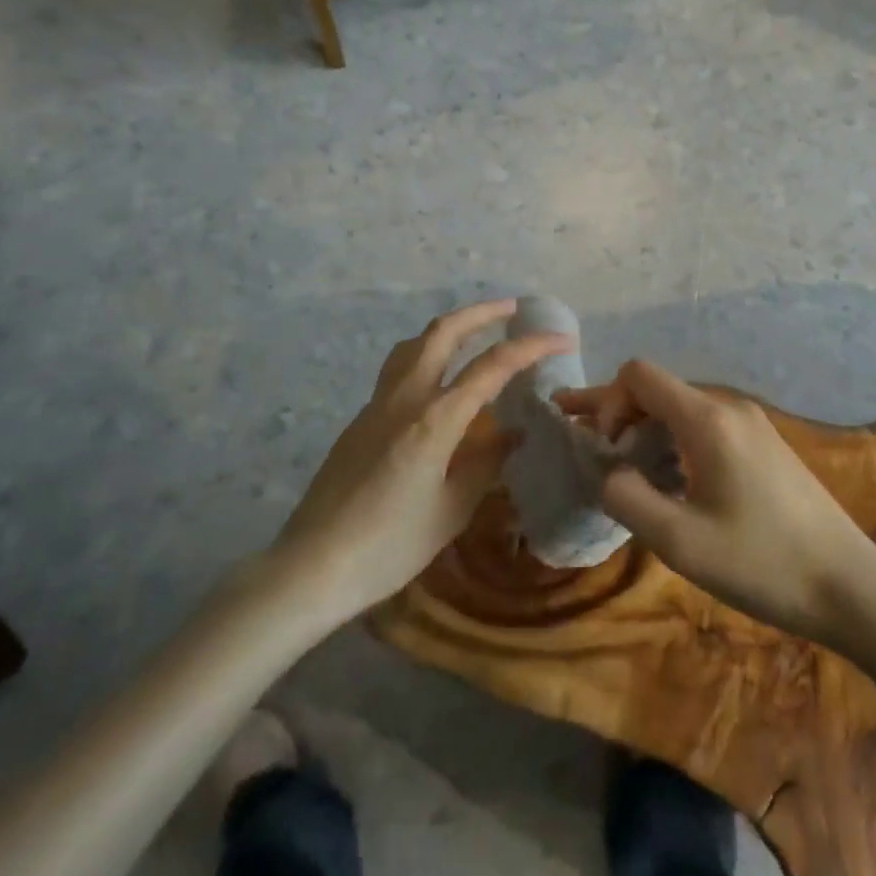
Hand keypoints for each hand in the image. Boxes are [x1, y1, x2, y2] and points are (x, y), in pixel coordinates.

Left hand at [272, 298, 571, 619]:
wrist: (313, 565)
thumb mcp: (451, 510)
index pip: (492, 367)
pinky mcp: (361, 419)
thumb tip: (514, 435)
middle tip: (514, 309)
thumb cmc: (390, 546)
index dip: (531, 348)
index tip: (562, 339)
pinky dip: (428, 355)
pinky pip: (399, 369)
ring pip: (414, 344)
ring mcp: (377, 404)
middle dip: (482, 313)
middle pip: (443, 332)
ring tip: (476, 331)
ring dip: (449, 328)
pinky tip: (440, 379)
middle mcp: (405, 398)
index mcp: (434, 419)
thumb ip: (486, 464)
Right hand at [558, 360, 875, 644]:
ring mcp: (751, 425)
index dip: (607, 402)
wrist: (850, 587)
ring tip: (618, 463)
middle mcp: (728, 407)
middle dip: (615, 412)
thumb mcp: (678, 541)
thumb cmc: (761, 563)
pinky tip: (664, 477)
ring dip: (643, 430)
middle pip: (657, 389)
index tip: (605, 449)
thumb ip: (626, 498)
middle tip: (580, 437)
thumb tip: (608, 473)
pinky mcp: (763, 446)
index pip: (638, 375)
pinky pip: (704, 427)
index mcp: (707, 419)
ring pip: (680, 409)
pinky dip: (671, 441)